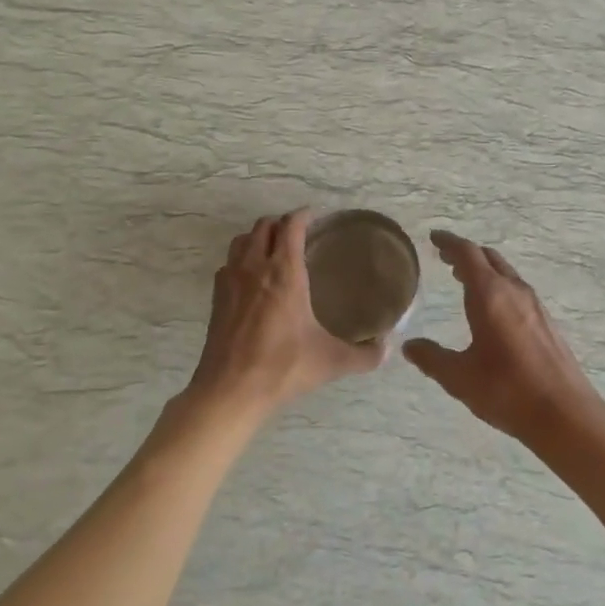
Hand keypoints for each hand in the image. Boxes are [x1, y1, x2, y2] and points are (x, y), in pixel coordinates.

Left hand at [188, 211, 386, 420]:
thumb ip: (365, 354)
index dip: (303, 215)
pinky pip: (228, 264)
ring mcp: (231, 280)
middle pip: (264, 226)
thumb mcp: (331, 361)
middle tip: (298, 233)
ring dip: (258, 237)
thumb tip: (388, 348)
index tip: (315, 216)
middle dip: (281, 223)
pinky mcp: (216, 298)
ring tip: (274, 249)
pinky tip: (251, 279)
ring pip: (242, 240)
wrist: (230, 390)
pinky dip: (240, 260)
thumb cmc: (283, 367)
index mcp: (284, 272)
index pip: (291, 226)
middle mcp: (255, 267)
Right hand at [403, 232, 601, 444]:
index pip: (467, 254)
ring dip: (483, 270)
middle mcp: (514, 291)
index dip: (449, 243)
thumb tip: (410, 346)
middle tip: (445, 257)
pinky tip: (492, 308)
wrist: (565, 414)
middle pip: (488, 258)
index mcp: (490, 295)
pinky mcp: (546, 322)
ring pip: (505, 273)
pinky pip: (516, 290)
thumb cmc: (507, 390)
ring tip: (463, 279)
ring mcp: (534, 305)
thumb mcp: (459, 377)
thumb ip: (432, 358)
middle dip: (466, 254)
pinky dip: (498, 286)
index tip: (434, 238)